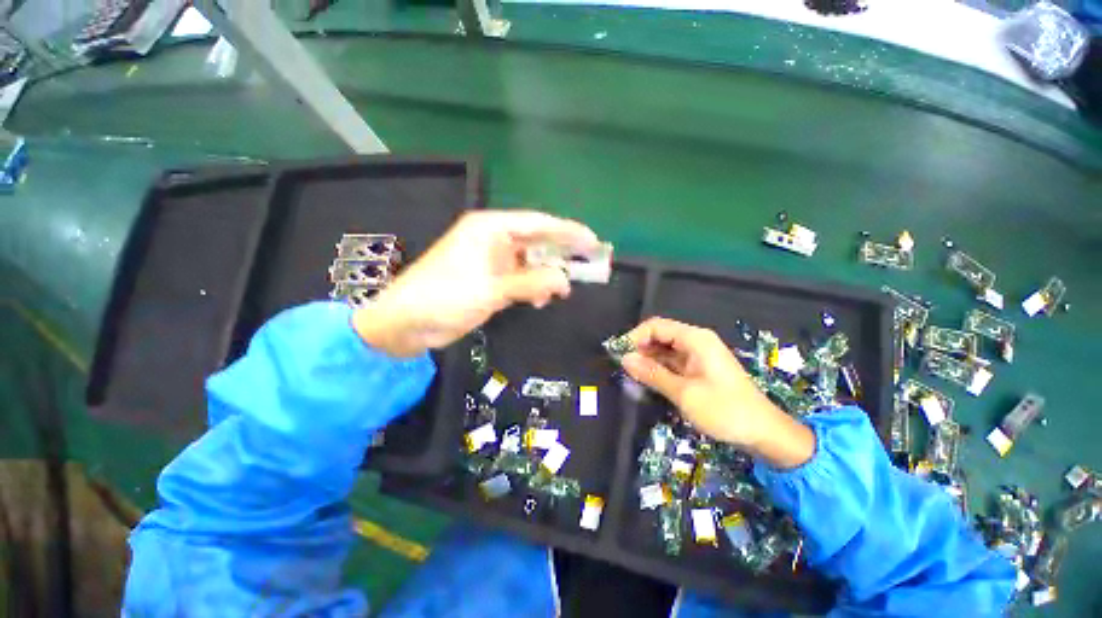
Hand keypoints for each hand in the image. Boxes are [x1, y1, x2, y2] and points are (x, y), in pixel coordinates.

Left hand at [352, 210, 598, 357]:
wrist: (406, 325)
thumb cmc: (444, 298)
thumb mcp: (491, 289)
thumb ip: (530, 283)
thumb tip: (565, 280)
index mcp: (490, 229)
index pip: (537, 223)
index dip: (567, 231)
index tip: (592, 241)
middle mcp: (493, 240)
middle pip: (536, 241)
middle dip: (561, 253)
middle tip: (589, 263)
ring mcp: (492, 261)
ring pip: (530, 262)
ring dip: (547, 275)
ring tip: (563, 290)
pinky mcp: (491, 281)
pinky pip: (521, 279)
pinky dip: (533, 288)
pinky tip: (539, 300)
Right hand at [620, 317, 814, 468]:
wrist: (764, 433)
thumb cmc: (725, 410)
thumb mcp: (683, 393)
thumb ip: (652, 373)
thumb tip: (624, 359)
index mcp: (695, 339)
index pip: (656, 326)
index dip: (635, 337)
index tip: (619, 354)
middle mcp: (696, 342)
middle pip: (660, 335)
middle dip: (639, 348)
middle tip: (622, 366)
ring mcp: (698, 356)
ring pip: (664, 350)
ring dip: (647, 359)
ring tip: (630, 374)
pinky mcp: (698, 369)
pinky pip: (672, 362)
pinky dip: (658, 368)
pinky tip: (646, 379)